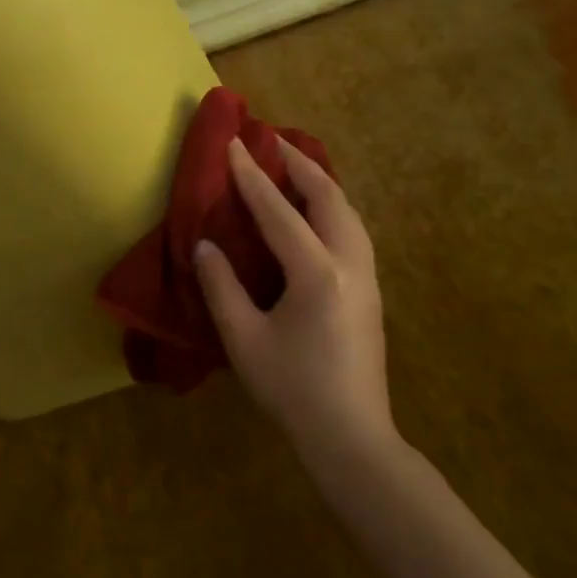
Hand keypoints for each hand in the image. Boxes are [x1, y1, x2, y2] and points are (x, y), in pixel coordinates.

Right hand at [194, 138, 398, 469]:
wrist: (351, 435)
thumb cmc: (292, 389)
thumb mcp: (244, 339)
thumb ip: (222, 286)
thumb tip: (204, 245)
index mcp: (317, 273)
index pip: (279, 211)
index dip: (253, 177)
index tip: (234, 144)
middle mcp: (351, 264)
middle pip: (329, 198)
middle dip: (300, 164)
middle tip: (271, 142)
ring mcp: (368, 277)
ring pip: (348, 213)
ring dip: (320, 183)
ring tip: (293, 168)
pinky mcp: (372, 292)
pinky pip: (353, 231)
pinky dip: (331, 207)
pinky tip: (315, 214)